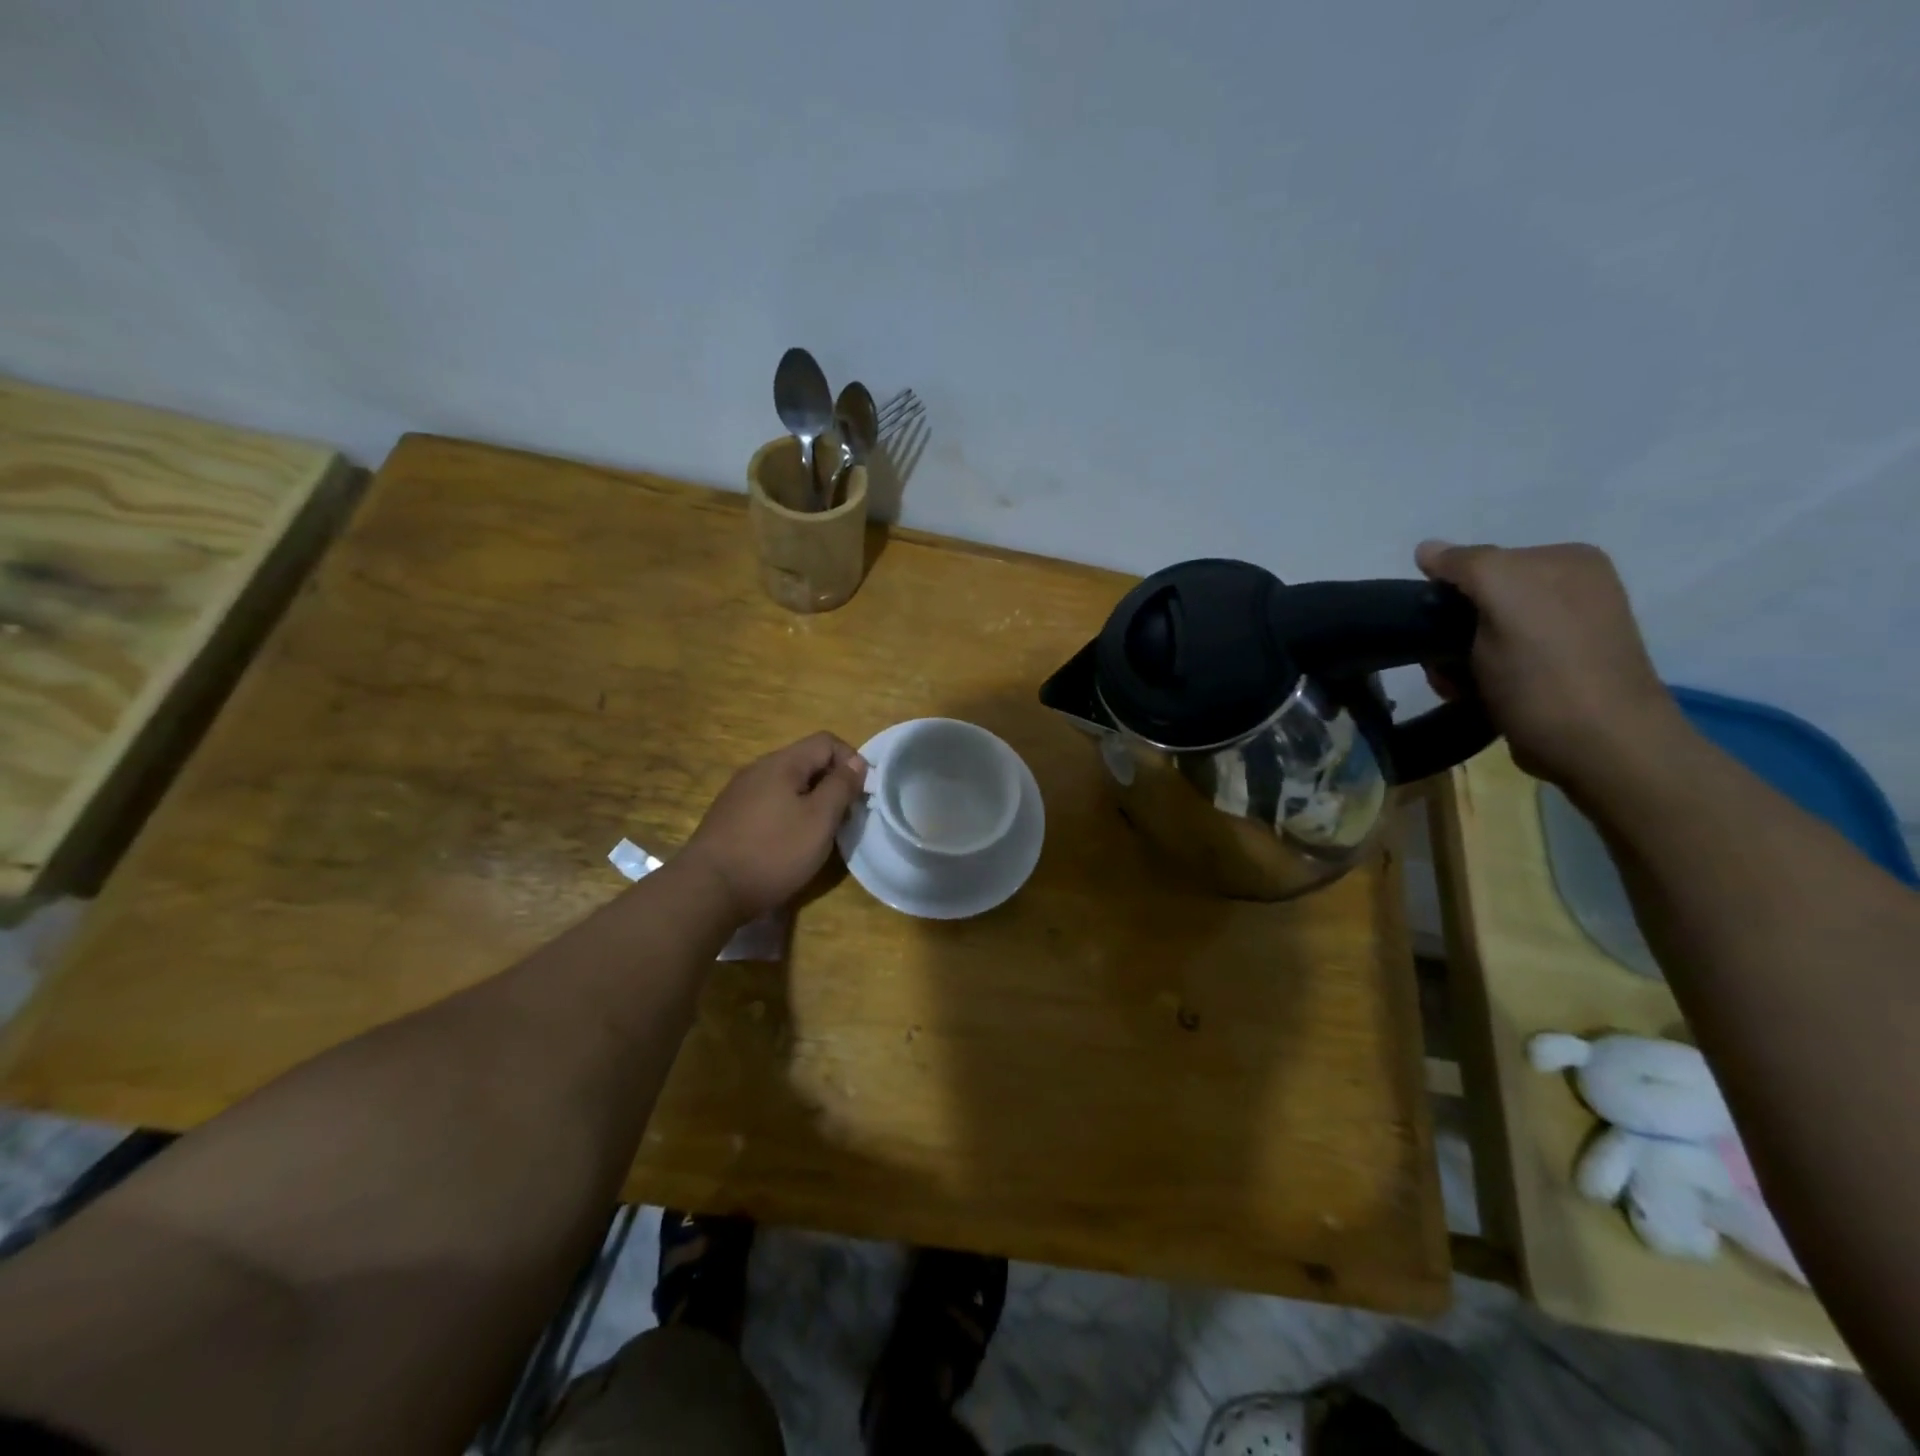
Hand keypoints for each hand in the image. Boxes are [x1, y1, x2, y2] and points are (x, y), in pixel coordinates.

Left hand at [678, 733, 867, 923]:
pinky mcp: (729, 816)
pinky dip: (788, 815)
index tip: (860, 794)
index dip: (851, 761)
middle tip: (843, 818)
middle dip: (831, 784)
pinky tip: (787, 844)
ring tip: (818, 834)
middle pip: (806, 761)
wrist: (708, 889)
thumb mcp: (819, 820)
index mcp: (782, 763)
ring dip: (810, 802)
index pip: (826, 741)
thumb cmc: (773, 852)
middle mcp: (758, 769)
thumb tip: (856, 762)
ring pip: (787, 784)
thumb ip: (841, 787)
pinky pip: (769, 803)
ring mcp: (740, 792)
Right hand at [1416, 541, 1684, 788]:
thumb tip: (1427, 549)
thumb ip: (1467, 564)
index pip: (1479, 563)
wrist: (1597, 746)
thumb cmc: (1546, 670)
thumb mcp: (1504, 598)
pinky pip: (1496, 662)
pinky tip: (1478, 697)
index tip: (1435, 629)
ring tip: (1462, 688)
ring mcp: (1565, 632)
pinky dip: (1477, 679)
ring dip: (1456, 662)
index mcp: (1565, 560)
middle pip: (1476, 601)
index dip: (1446, 595)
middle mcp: (1571, 589)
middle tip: (1447, 667)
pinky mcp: (1556, 671)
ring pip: (1478, 636)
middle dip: (1448, 634)